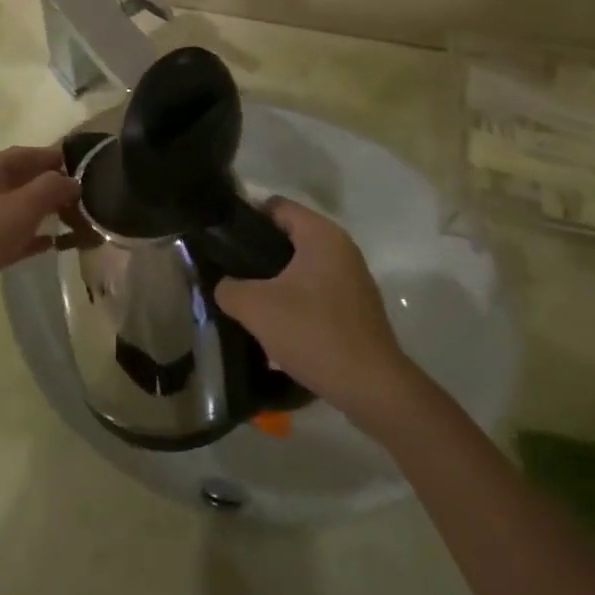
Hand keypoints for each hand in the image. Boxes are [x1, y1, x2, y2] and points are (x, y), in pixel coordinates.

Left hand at [0, 146, 79, 338]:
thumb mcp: (19, 206)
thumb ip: (51, 188)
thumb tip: (75, 181)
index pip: (33, 154)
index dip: (61, 159)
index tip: (94, 168)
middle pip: (31, 181)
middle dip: (60, 188)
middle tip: (95, 200)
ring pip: (26, 210)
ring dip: (53, 214)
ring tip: (86, 222)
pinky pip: (19, 237)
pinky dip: (38, 238)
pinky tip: (60, 245)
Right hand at [213, 198, 411, 421]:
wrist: (372, 388)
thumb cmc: (314, 333)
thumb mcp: (257, 308)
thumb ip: (229, 288)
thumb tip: (223, 285)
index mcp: (321, 234)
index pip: (276, 206)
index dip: (245, 218)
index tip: (222, 242)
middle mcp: (341, 247)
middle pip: (289, 235)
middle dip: (258, 253)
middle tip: (231, 273)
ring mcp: (353, 277)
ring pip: (303, 266)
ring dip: (277, 279)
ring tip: (249, 302)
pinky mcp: (357, 307)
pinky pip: (318, 289)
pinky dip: (297, 299)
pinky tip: (279, 324)